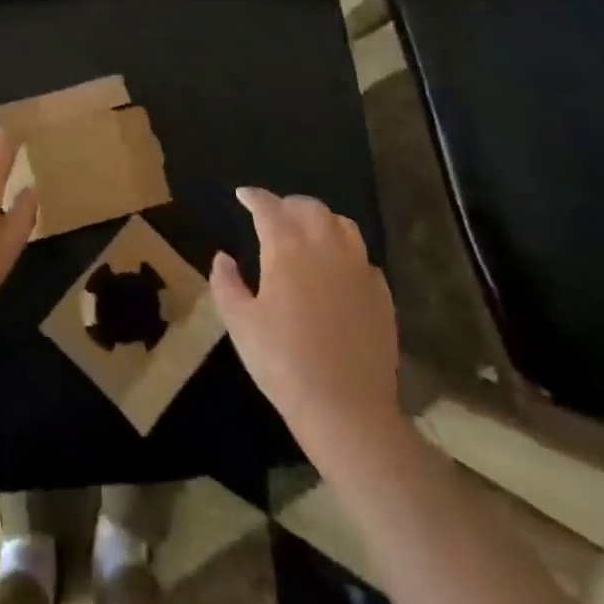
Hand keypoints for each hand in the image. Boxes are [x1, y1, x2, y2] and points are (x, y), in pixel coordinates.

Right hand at [210, 187, 402, 445]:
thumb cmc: (283, 362)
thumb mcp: (239, 323)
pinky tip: (337, 270)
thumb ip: (226, 283)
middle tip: (273, 215)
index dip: (253, 197)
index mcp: (287, 248)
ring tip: (307, 233)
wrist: (346, 409)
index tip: (242, 195)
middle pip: (309, 208)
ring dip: (321, 221)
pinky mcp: (381, 293)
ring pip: (342, 225)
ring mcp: (358, 268)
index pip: (268, 207)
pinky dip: (345, 252)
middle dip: (288, 205)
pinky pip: (362, 257)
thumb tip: (223, 257)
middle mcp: (326, 246)